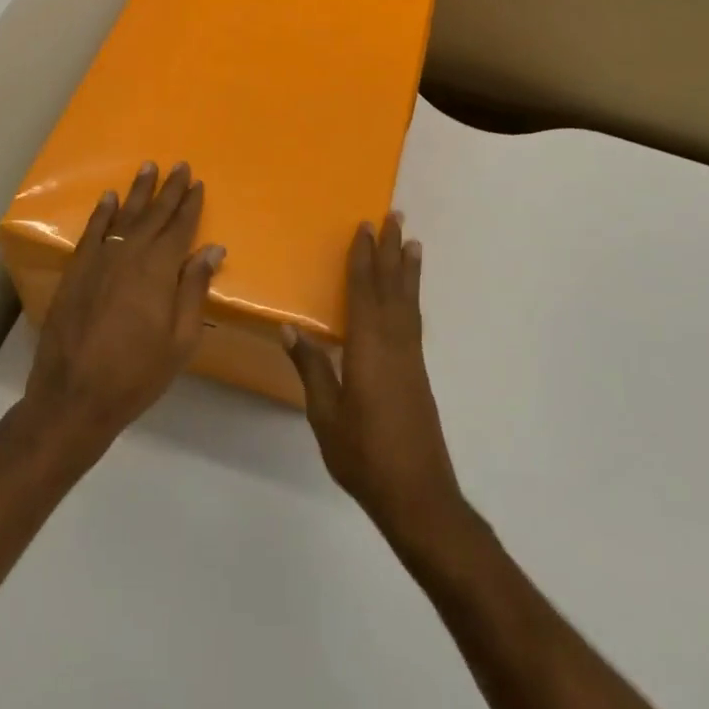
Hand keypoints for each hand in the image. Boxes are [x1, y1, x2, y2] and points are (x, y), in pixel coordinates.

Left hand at [21, 161, 224, 463]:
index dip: (190, 205)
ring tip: (148, 168)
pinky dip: (102, 214)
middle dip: (169, 190)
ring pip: (123, 218)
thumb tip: (213, 249)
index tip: (198, 183)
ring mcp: (98, 262)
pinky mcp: (75, 273)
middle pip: (153, 216)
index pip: (179, 228)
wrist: (74, 397)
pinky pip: (92, 233)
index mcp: (158, 271)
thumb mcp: (181, 339)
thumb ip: (194, 289)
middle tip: (180, 166)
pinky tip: (109, 198)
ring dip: (137, 192)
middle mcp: (129, 256)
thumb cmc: (137, 374)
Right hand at [285, 214, 466, 548]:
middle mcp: (394, 344)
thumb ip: (312, 368)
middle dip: (391, 250)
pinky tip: (409, 296)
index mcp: (368, 349)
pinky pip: (413, 319)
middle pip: (392, 287)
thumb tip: (290, 327)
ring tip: (411, 242)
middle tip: (394, 216)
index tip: (364, 227)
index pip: (364, 291)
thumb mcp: (325, 414)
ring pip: (408, 301)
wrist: (417, 493)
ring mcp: (411, 358)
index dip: (363, 258)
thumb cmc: (364, 455)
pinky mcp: (418, 372)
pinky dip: (411, 296)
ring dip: (407, 269)